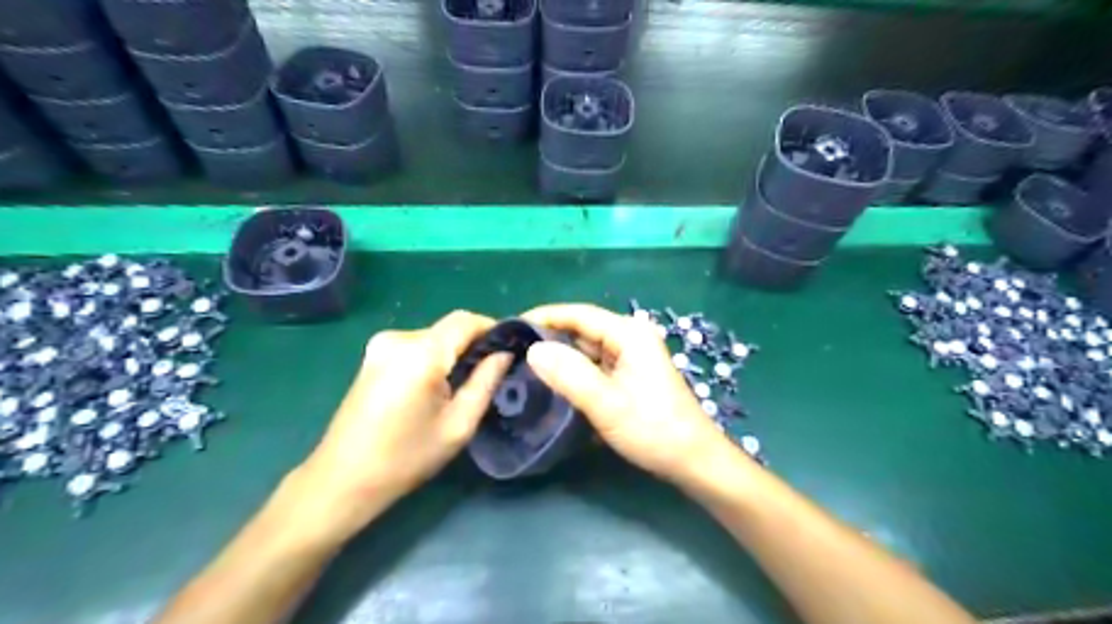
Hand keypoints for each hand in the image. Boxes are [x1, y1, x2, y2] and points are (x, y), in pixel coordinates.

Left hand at [287, 309, 509, 543]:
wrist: (342, 479)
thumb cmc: (407, 457)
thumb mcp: (459, 424)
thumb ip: (486, 381)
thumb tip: (505, 353)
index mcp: (420, 353)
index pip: (466, 320)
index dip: (492, 328)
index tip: (510, 348)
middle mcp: (398, 338)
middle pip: (449, 328)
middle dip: (473, 344)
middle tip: (491, 372)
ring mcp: (380, 345)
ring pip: (433, 337)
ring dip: (453, 352)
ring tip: (465, 383)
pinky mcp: (372, 356)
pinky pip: (415, 346)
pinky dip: (433, 357)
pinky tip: (436, 386)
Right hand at [521, 305, 735, 484]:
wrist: (693, 460)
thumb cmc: (653, 430)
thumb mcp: (607, 403)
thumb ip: (569, 374)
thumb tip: (533, 349)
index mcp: (628, 334)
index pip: (578, 314)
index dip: (543, 317)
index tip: (511, 329)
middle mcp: (630, 337)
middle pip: (581, 329)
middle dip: (548, 338)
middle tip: (512, 353)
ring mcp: (630, 356)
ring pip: (586, 348)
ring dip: (559, 356)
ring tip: (524, 367)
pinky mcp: (629, 374)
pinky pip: (594, 364)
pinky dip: (573, 371)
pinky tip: (553, 382)